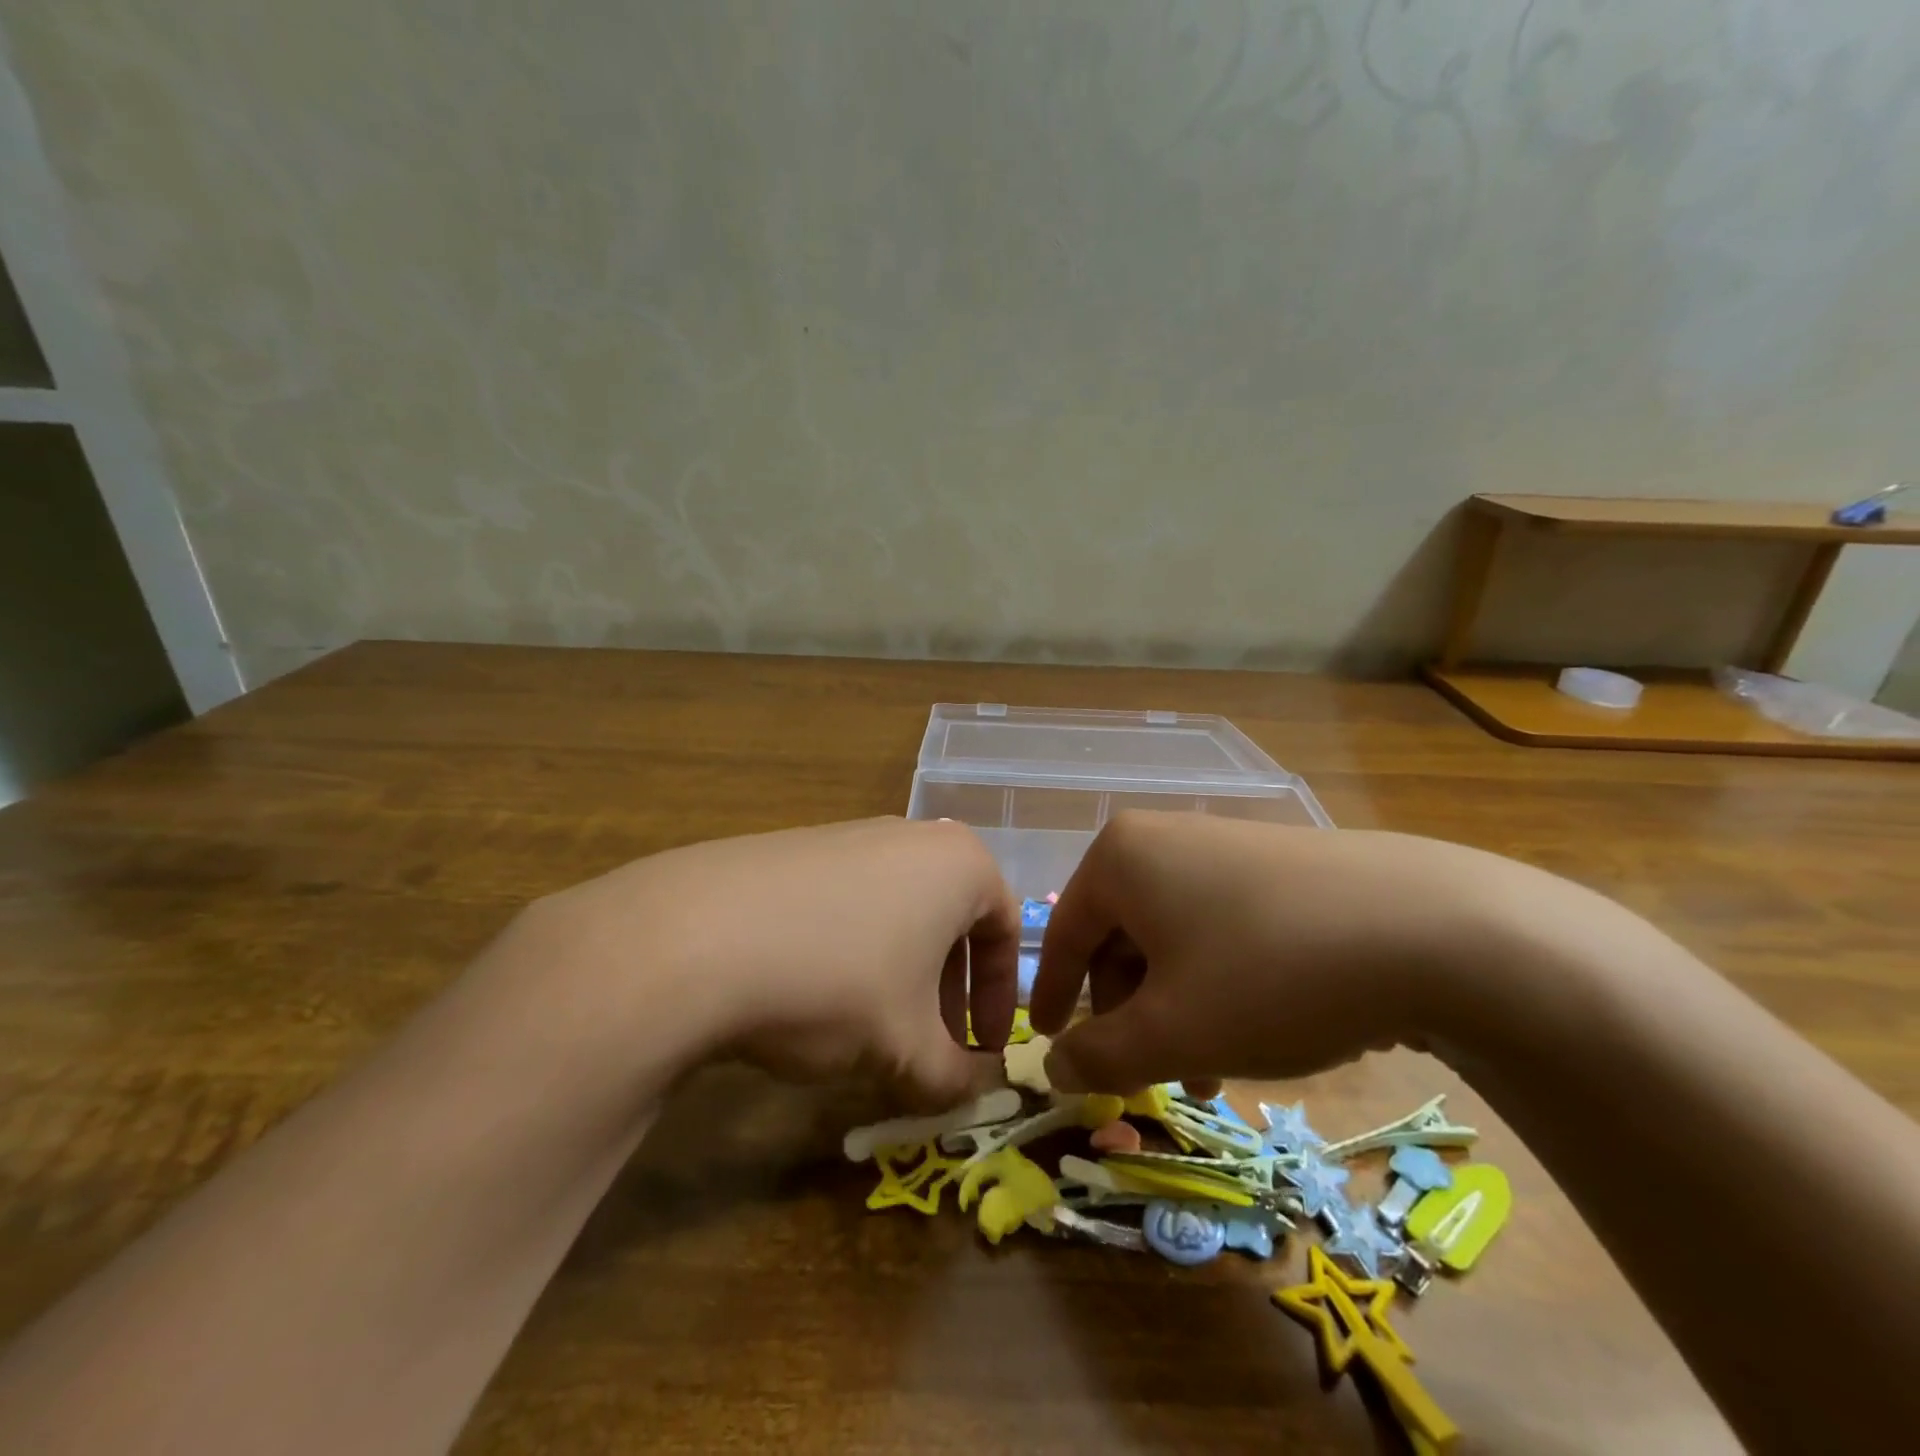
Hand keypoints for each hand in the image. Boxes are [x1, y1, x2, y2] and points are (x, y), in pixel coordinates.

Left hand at [519, 817, 1019, 1109]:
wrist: (701, 935)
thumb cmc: (838, 980)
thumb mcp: (906, 1044)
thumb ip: (956, 1074)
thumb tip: (982, 1090)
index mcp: (959, 863)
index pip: (1004, 932)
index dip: (1000, 1000)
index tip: (982, 1051)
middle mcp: (912, 835)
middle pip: (950, 920)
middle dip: (948, 989)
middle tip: (929, 1044)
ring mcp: (851, 834)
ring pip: (899, 910)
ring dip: (900, 972)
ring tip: (870, 1025)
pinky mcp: (798, 846)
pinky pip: (850, 899)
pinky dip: (853, 948)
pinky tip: (814, 989)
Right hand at [1028, 811, 1535, 1093]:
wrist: (1431, 929)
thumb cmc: (1269, 974)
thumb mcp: (1173, 1031)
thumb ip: (1100, 1055)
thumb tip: (1054, 1067)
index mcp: (1122, 858)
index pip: (1066, 933)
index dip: (1053, 995)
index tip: (1050, 1043)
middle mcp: (1165, 839)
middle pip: (1122, 937)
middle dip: (1130, 1014)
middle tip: (1150, 1075)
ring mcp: (1225, 846)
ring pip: (1175, 940)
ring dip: (1177, 1009)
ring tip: (1212, 1073)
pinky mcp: (1276, 866)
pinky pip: (1221, 928)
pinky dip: (1219, 983)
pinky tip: (1258, 1029)